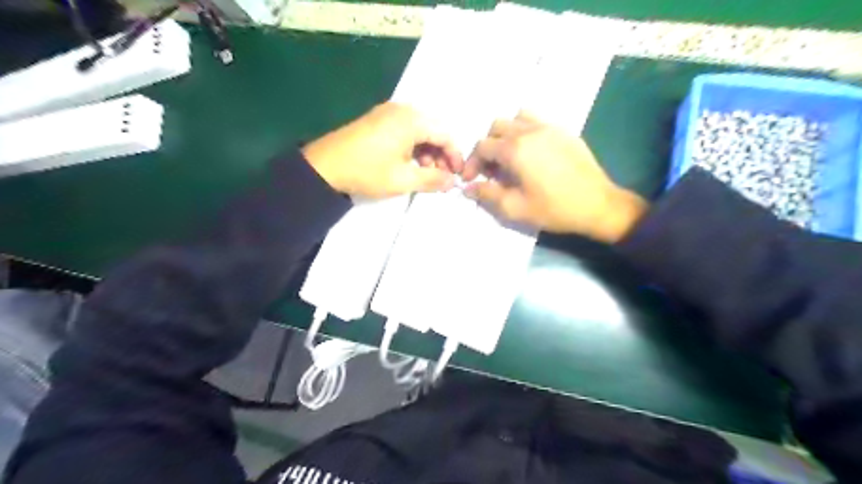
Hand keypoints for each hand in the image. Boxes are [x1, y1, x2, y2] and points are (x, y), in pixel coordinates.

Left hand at [303, 103, 464, 198]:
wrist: (323, 167)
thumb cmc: (367, 172)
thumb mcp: (403, 180)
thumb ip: (433, 180)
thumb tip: (452, 182)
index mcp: (412, 120)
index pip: (445, 134)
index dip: (455, 156)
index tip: (457, 176)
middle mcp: (402, 110)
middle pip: (433, 130)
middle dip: (441, 154)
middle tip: (441, 177)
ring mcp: (388, 112)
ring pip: (420, 130)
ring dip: (427, 152)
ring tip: (424, 174)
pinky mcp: (377, 119)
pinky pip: (405, 130)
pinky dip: (413, 147)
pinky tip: (409, 164)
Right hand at [466, 111, 645, 243]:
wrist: (598, 205)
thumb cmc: (554, 209)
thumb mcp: (515, 208)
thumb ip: (487, 195)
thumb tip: (468, 187)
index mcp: (515, 149)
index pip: (482, 146)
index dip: (471, 163)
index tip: (471, 179)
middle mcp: (529, 131)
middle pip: (496, 127)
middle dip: (488, 147)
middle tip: (492, 170)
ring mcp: (549, 127)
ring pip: (517, 118)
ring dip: (506, 134)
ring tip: (510, 156)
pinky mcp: (564, 131)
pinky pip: (537, 120)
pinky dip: (526, 130)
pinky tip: (532, 152)